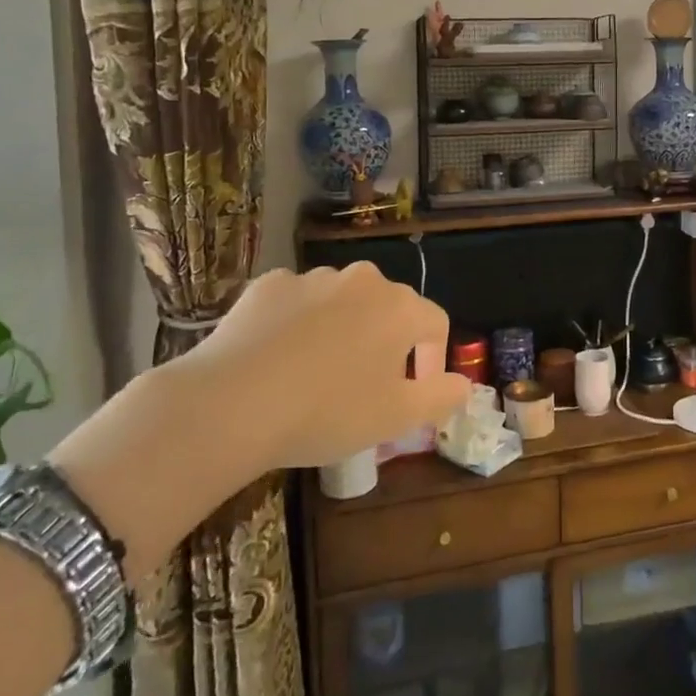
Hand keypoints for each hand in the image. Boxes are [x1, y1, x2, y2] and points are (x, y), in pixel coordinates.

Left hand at [175, 262, 470, 469]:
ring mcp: (313, 278)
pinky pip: (298, 303)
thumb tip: (464, 385)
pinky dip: (298, 324)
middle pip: (388, 310)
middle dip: (386, 345)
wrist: (231, 403)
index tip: (414, 395)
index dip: (432, 361)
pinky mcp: (269, 284)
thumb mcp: (395, 418)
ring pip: (342, 304)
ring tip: (318, 376)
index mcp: (400, 307)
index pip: (435, 324)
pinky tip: (279, 359)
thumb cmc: (327, 412)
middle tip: (366, 388)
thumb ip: (441, 397)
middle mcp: (363, 280)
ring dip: (343, 331)